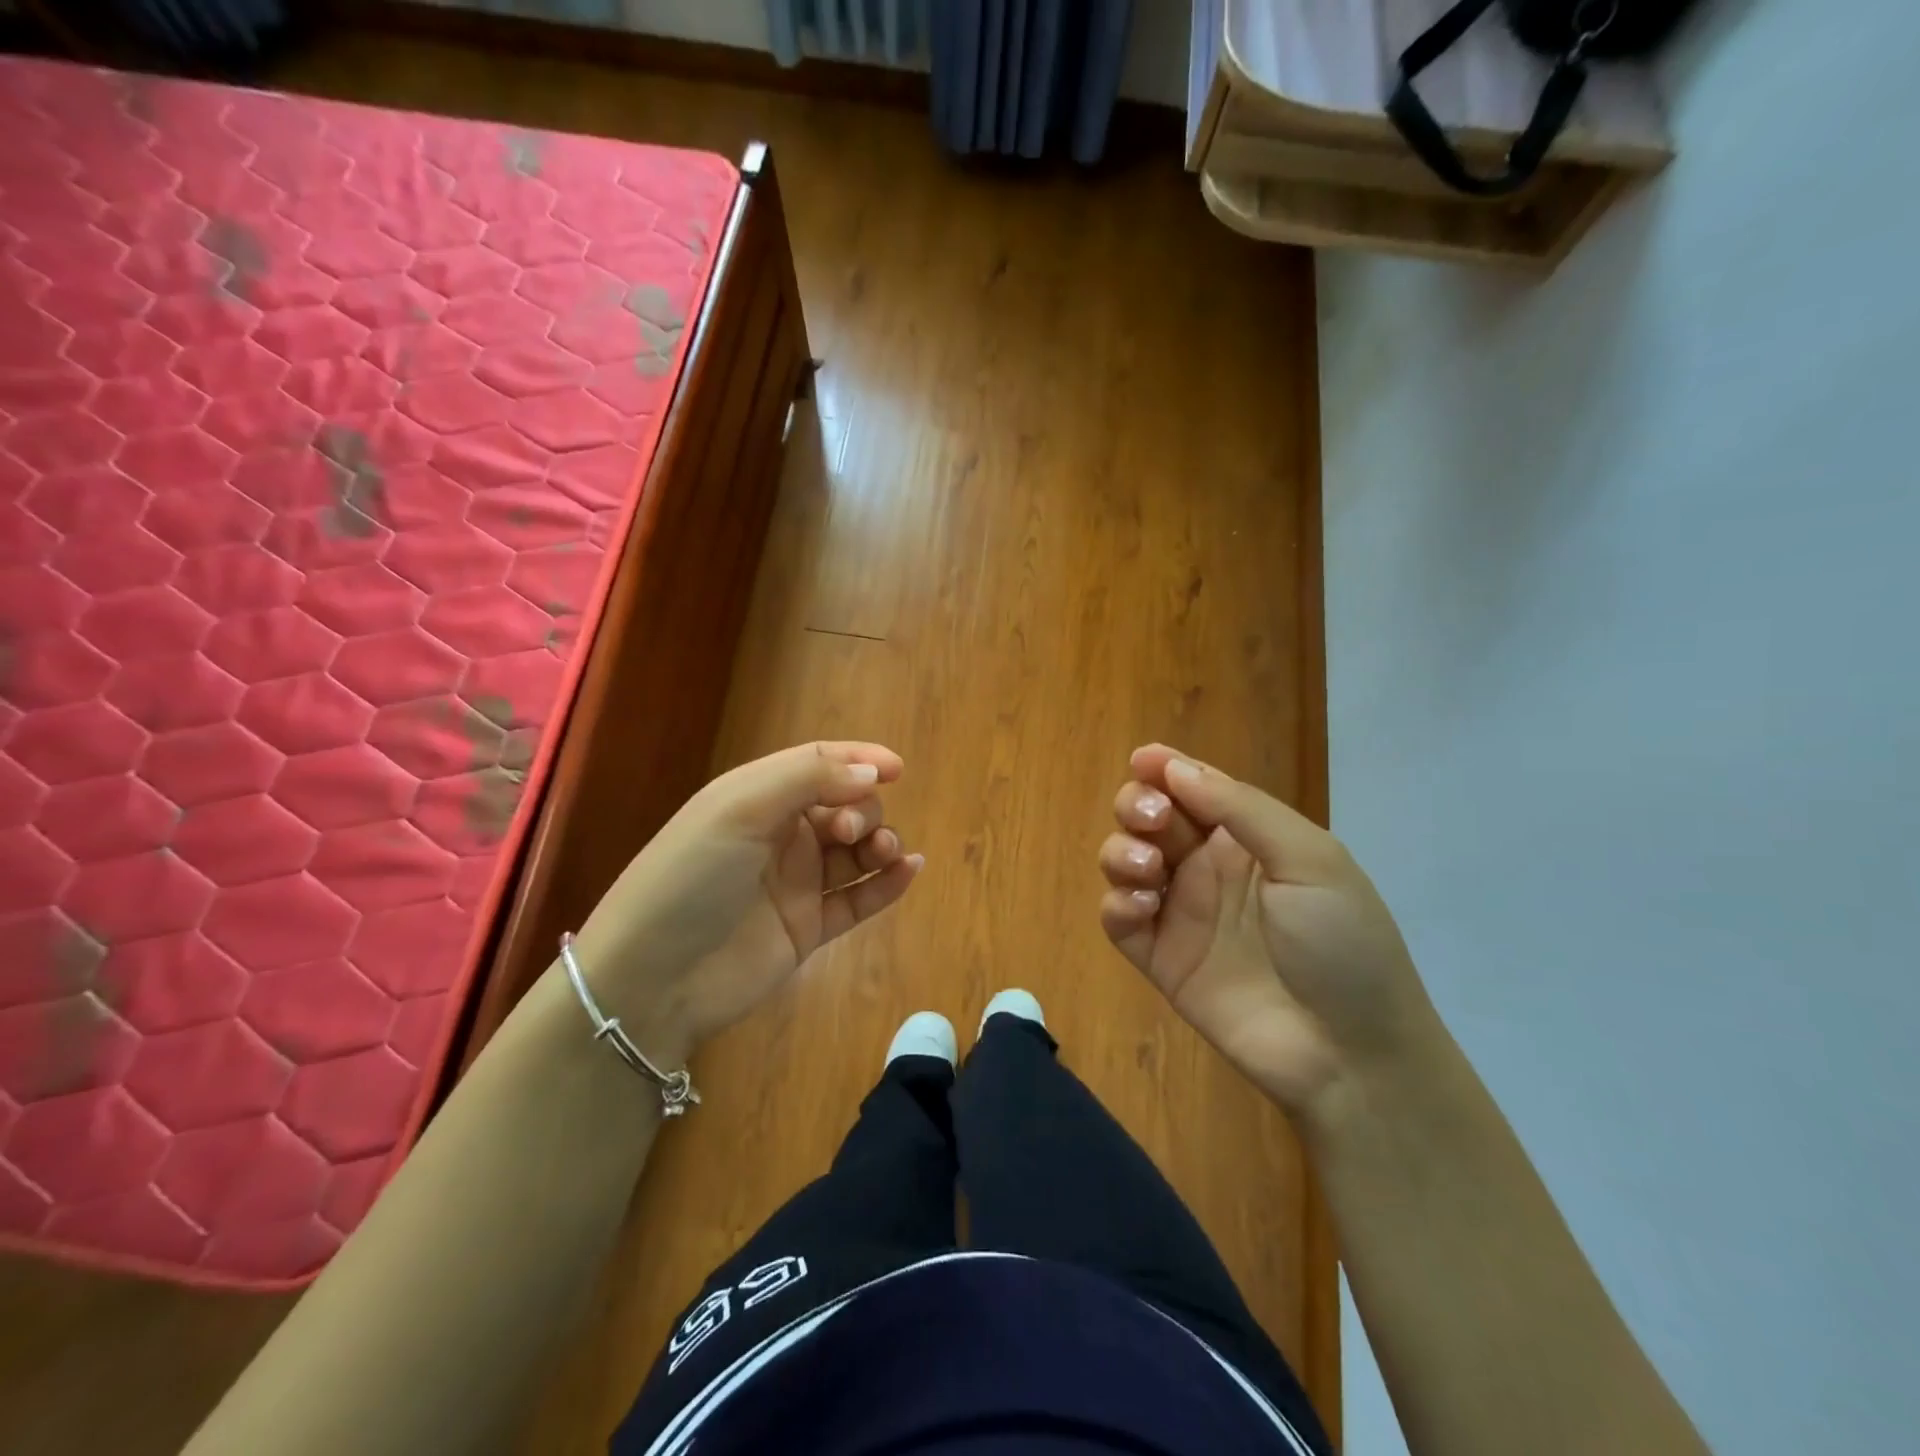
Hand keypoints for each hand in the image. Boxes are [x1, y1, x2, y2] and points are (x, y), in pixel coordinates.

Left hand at [569, 741, 922, 1063]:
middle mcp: (780, 835)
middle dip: (861, 810)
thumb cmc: (691, 877)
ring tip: (884, 853)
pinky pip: (859, 899)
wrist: (652, 979)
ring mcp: (796, 884)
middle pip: (845, 807)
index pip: (818, 765)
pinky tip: (909, 871)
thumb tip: (872, 774)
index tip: (897, 767)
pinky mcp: (809, 928)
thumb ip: (809, 779)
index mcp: (757, 798)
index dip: (858, 760)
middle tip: (846, 833)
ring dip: (880, 843)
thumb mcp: (739, 808)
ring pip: (856, 852)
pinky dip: (887, 884)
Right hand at [1097, 744, 1439, 1119]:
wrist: (1349, 1053)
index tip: (1142, 758)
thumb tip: (1175, 768)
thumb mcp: (1309, 860)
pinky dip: (1118, 902)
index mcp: (1248, 839)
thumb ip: (1241, 810)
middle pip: (1150, 817)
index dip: (1165, 768)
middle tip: (1153, 820)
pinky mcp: (1159, 958)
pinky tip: (1143, 907)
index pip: (1195, 789)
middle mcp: (1208, 868)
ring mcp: (1181, 913)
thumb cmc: (1341, 943)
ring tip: (1149, 868)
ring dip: (1123, 850)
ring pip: (1125, 860)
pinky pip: (1118, 917)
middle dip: (1138, 805)